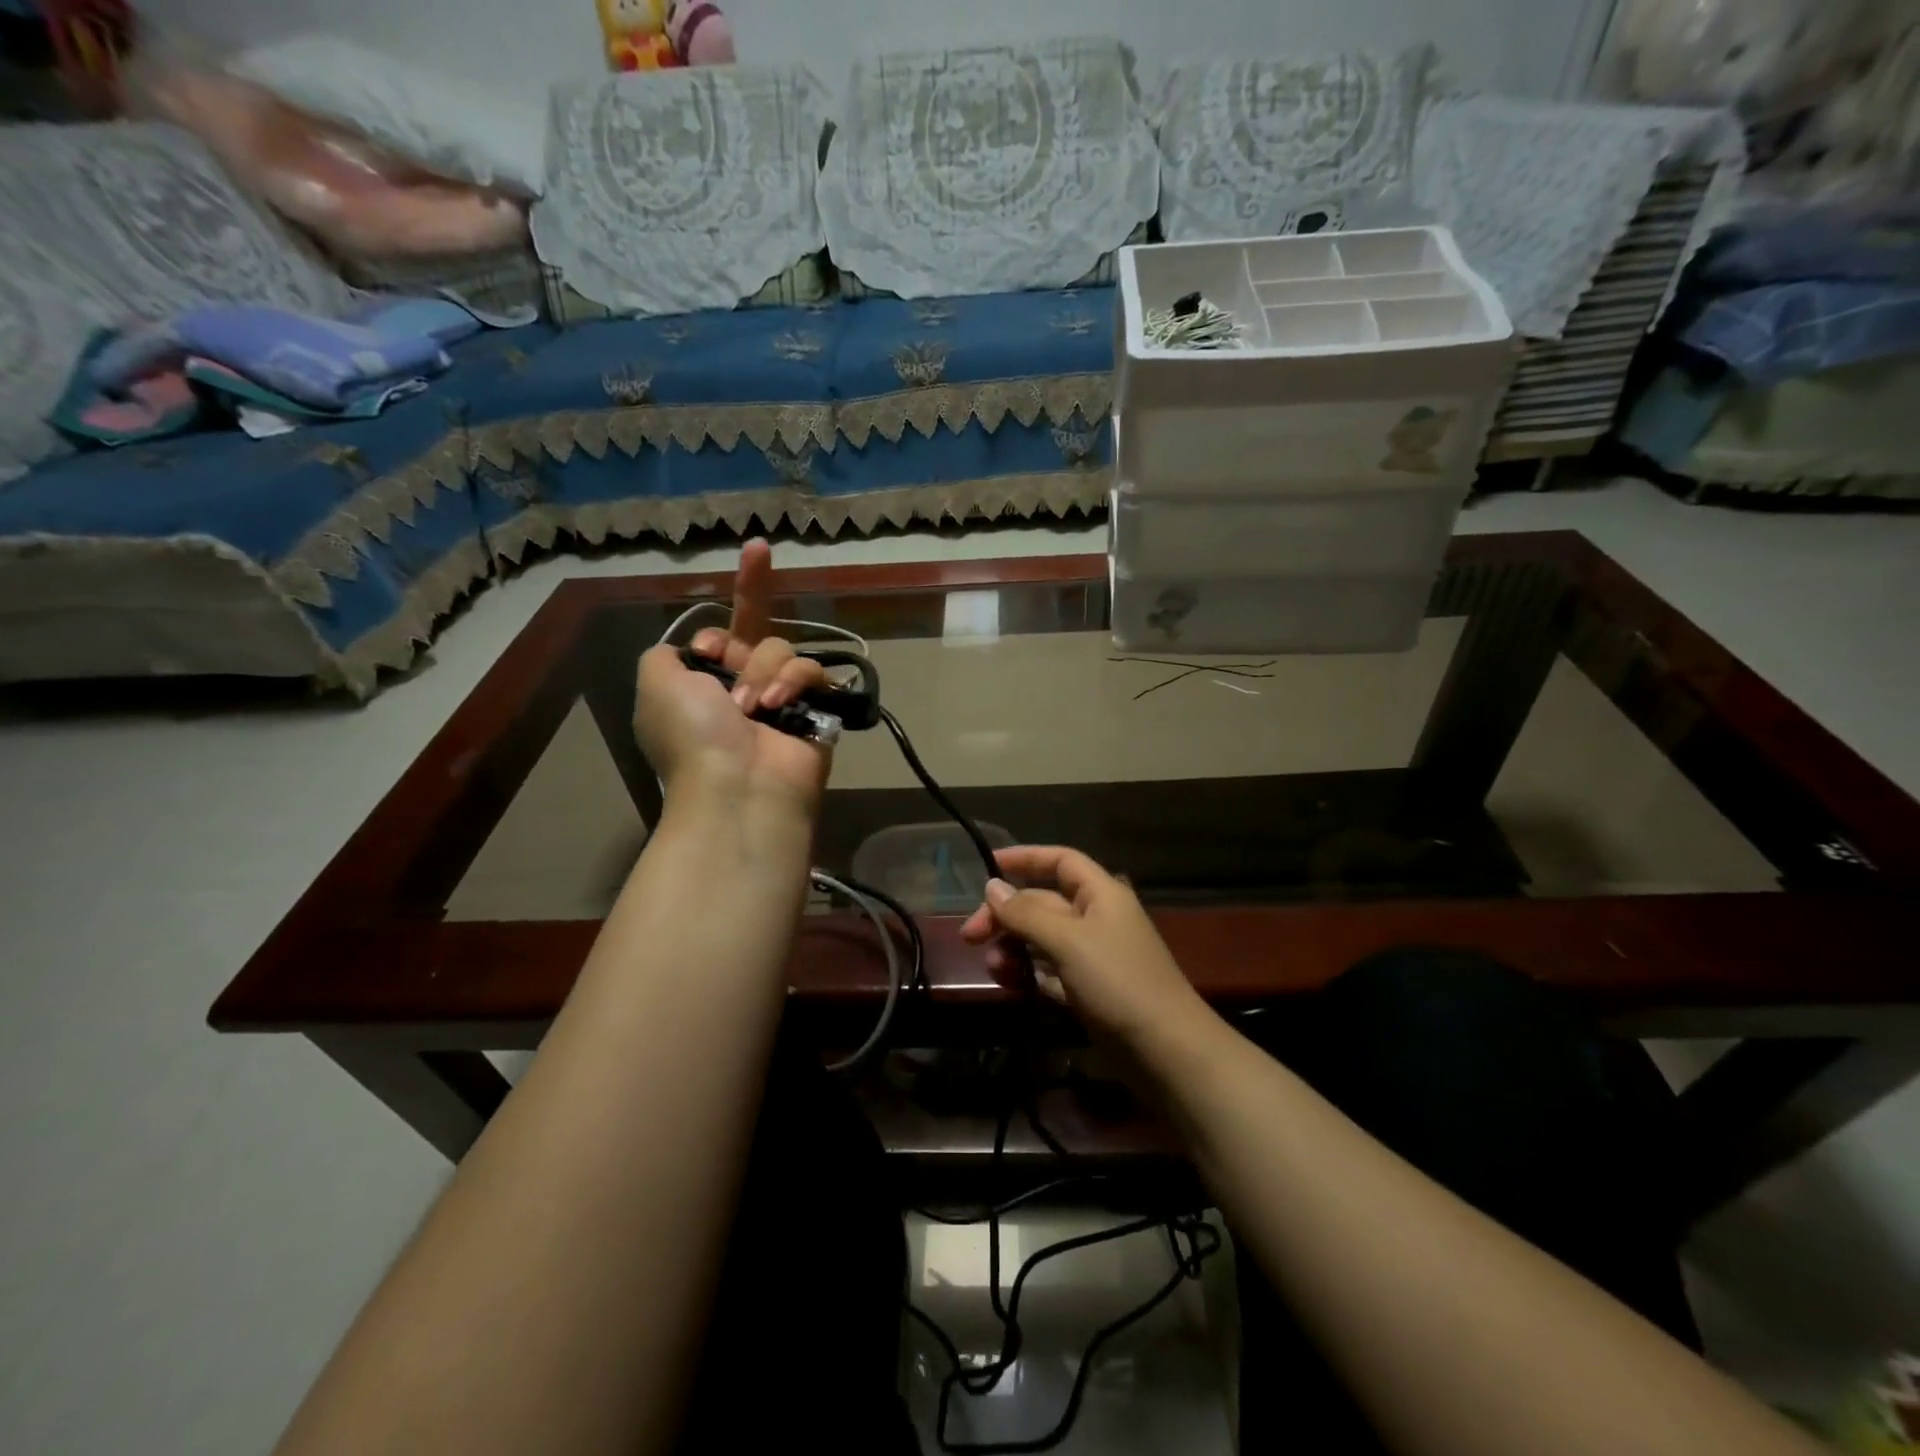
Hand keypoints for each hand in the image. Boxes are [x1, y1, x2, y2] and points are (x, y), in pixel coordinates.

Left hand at [632, 540, 831, 813]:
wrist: (738, 786)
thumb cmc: (691, 734)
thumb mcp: (654, 681)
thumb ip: (665, 653)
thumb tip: (688, 649)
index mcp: (703, 682)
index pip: (718, 634)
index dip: (715, 632)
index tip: (708, 649)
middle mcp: (743, 685)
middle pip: (755, 629)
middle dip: (753, 599)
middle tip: (752, 579)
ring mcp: (782, 697)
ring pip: (781, 648)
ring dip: (763, 671)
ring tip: (753, 707)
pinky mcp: (816, 708)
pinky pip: (812, 670)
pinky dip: (794, 682)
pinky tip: (778, 706)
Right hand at [959, 845, 1203, 1046]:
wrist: (1166, 1051)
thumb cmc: (1118, 981)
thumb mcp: (1068, 940)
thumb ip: (1026, 913)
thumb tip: (992, 887)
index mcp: (1100, 893)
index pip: (1060, 861)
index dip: (1025, 858)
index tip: (987, 866)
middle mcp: (1096, 918)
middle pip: (1042, 902)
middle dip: (1006, 915)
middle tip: (969, 936)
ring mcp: (1092, 956)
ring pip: (1041, 939)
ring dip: (1013, 947)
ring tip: (994, 967)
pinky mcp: (1087, 990)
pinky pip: (1048, 971)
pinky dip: (1028, 973)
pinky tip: (1010, 984)